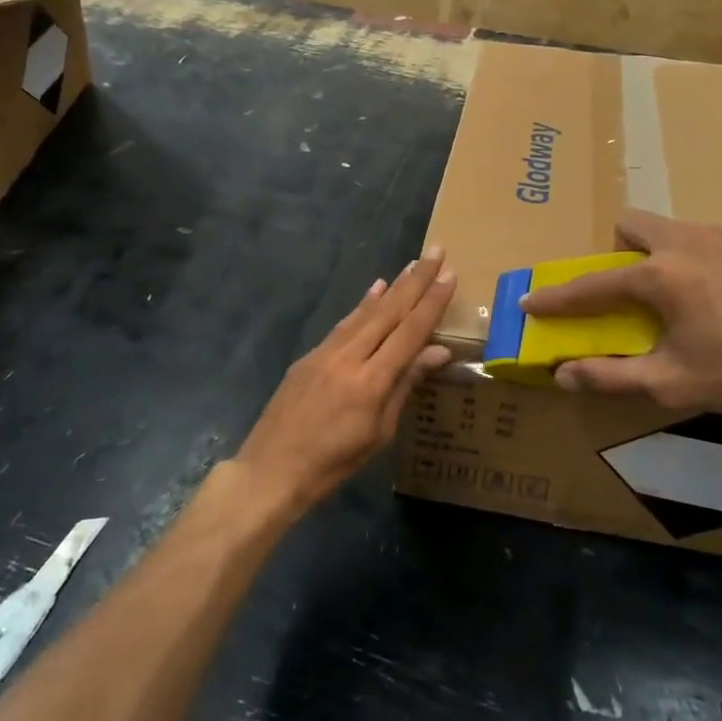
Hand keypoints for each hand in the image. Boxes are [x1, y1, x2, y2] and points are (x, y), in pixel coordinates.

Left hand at [237, 248, 455, 513]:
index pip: (410, 331)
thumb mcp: (380, 431)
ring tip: (411, 265)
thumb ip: (405, 385)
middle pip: (389, 311)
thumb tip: (438, 351)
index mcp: (372, 380)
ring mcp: (326, 352)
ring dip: (392, 286)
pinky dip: (363, 305)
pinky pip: (344, 323)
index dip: (432, 302)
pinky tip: (375, 290)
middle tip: (435, 252)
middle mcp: (350, 356)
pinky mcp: (310, 355)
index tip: (449, 275)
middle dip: (415, 281)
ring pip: (365, 312)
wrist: (272, 468)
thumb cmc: (334, 462)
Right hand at [519, 211, 721, 416]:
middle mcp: (686, 240)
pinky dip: (711, 260)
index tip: (530, 301)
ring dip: (666, 254)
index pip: (591, 285)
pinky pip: (718, 238)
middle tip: (633, 288)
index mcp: (659, 276)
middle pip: (632, 224)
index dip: (556, 297)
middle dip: (619, 251)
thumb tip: (562, 375)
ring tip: (693, 295)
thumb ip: (611, 377)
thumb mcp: (673, 383)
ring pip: (676, 229)